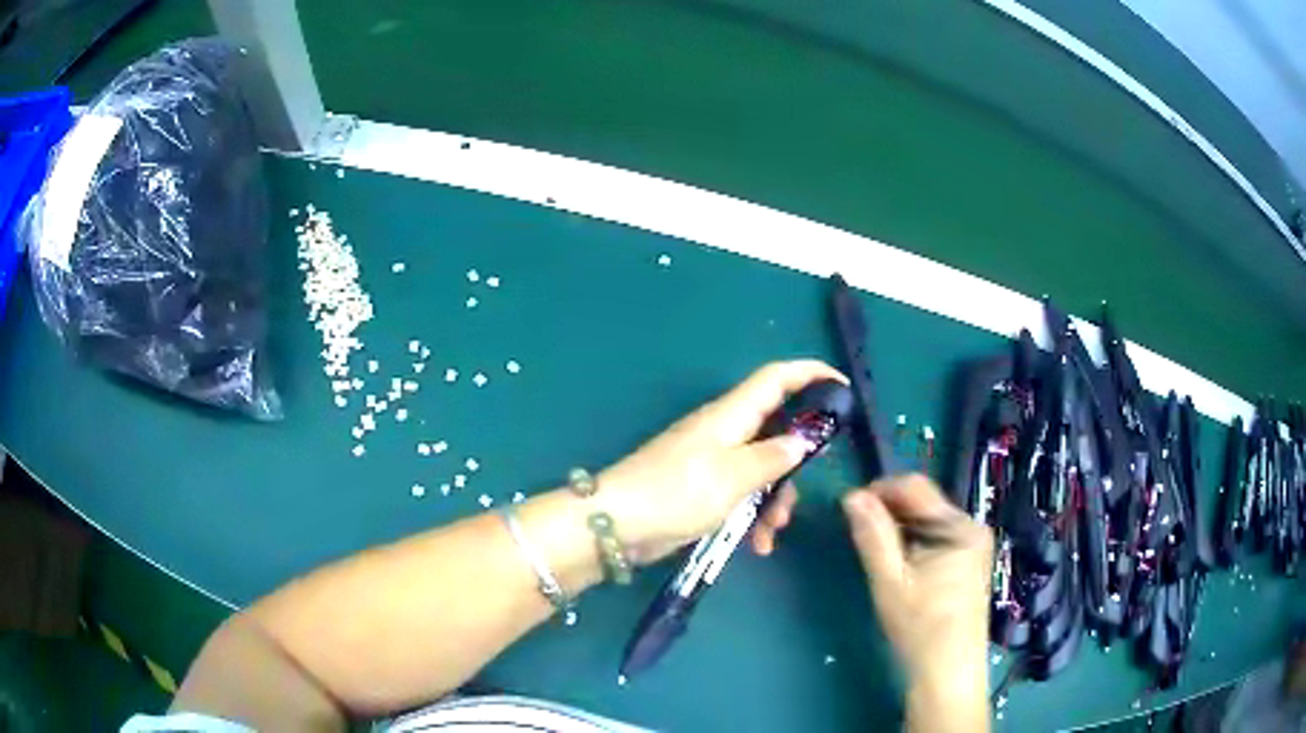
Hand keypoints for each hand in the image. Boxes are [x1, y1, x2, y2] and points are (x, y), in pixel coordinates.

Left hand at [595, 360, 844, 564]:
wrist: (618, 525)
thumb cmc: (677, 492)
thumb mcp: (734, 476)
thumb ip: (773, 458)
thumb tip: (804, 440)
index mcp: (732, 415)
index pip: (777, 378)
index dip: (811, 374)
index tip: (844, 389)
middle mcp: (725, 432)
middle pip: (777, 430)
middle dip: (797, 460)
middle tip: (808, 485)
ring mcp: (713, 462)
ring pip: (763, 470)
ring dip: (775, 499)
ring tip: (771, 532)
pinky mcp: (704, 490)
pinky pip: (743, 495)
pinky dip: (753, 516)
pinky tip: (756, 545)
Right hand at [842, 475, 992, 729]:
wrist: (948, 670)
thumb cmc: (920, 626)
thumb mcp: (890, 580)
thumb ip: (872, 536)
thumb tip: (851, 496)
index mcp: (958, 526)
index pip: (915, 487)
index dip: (879, 490)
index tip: (848, 507)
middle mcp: (971, 526)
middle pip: (923, 503)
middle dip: (888, 511)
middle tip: (858, 533)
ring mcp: (973, 545)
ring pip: (927, 521)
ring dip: (899, 528)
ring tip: (875, 551)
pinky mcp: (968, 562)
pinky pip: (935, 538)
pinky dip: (913, 543)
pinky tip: (898, 564)